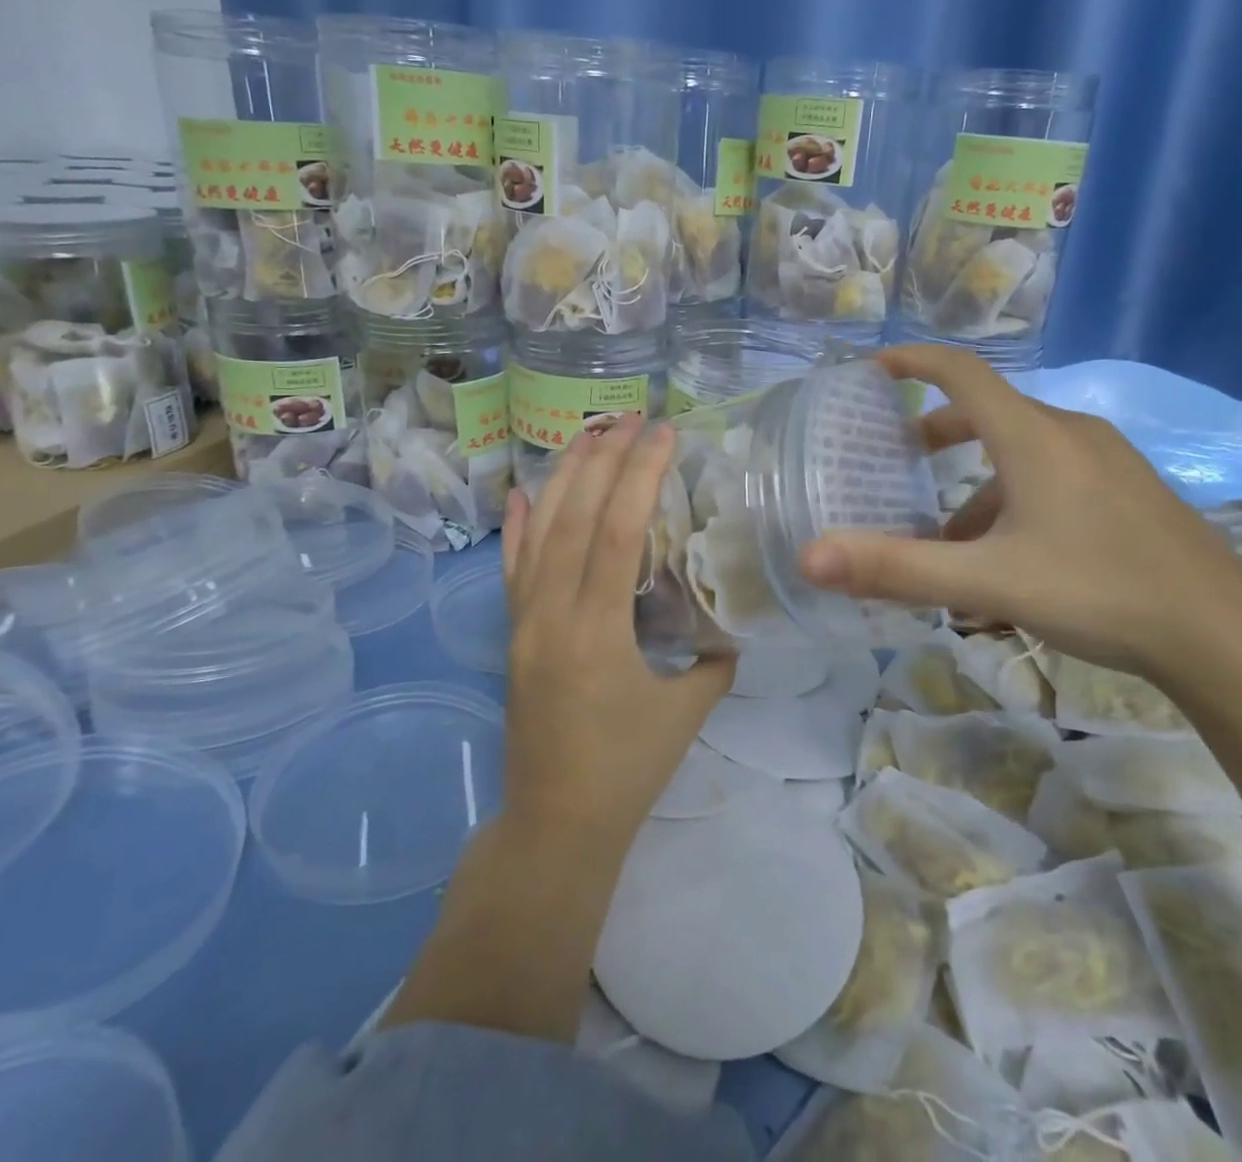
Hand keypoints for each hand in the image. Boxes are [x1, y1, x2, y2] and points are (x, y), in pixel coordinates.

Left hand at [501, 415, 734, 849]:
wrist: (555, 824)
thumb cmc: (626, 771)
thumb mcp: (686, 713)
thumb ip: (714, 661)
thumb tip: (730, 624)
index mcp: (596, 631)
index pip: (615, 531)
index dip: (639, 476)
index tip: (662, 434)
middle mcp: (551, 614)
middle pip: (574, 516)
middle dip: (603, 460)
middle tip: (630, 418)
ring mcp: (523, 621)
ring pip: (539, 532)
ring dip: (564, 477)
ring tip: (589, 434)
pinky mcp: (512, 633)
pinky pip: (511, 568)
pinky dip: (518, 525)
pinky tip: (525, 490)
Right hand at [798, 344, 1241, 679]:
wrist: (1223, 633)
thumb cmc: (1099, 590)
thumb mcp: (988, 580)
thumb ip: (897, 569)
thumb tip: (810, 558)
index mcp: (1032, 437)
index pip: (961, 372)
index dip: (912, 361)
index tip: (872, 369)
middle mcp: (1068, 434)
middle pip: (988, 413)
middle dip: (936, 433)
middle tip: (898, 460)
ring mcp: (1104, 461)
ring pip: (1020, 454)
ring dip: (974, 484)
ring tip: (945, 540)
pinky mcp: (1126, 491)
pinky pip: (1051, 478)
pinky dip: (1012, 502)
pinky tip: (1008, 561)